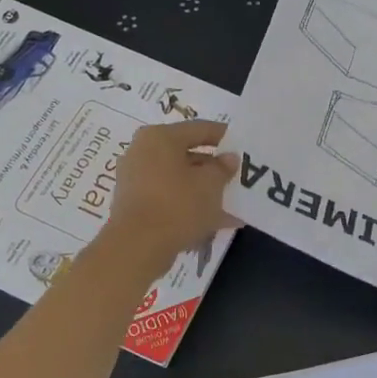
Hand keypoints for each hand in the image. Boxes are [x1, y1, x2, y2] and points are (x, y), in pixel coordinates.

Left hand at [102, 120, 238, 273]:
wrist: (137, 248)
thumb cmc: (177, 205)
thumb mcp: (210, 184)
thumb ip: (223, 168)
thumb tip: (228, 159)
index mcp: (159, 137)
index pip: (199, 129)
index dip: (223, 136)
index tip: (242, 146)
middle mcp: (142, 152)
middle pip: (186, 155)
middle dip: (213, 168)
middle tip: (236, 177)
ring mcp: (135, 179)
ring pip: (178, 179)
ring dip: (203, 190)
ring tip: (230, 204)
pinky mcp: (134, 204)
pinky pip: (168, 198)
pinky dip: (188, 205)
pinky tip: (213, 221)